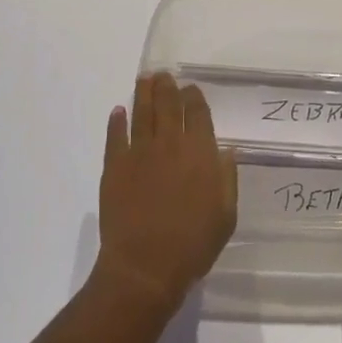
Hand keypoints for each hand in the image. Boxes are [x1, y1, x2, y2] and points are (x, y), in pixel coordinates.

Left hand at [95, 72, 237, 309]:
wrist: (145, 267)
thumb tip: (226, 151)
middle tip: (163, 75)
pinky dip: (117, 122)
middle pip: (167, 105)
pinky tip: (118, 112)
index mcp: (200, 152)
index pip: (197, 113)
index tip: (191, 88)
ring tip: (144, 80)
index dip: (194, 97)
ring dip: (143, 94)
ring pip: (142, 113)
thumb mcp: (225, 215)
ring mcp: (139, 153)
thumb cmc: (193, 244)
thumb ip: (227, 178)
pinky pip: (115, 136)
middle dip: (166, 87)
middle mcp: (169, 144)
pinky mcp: (114, 167)